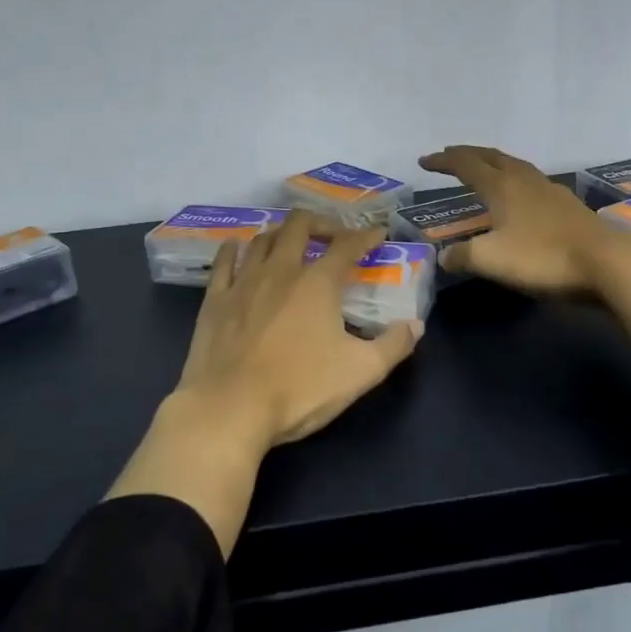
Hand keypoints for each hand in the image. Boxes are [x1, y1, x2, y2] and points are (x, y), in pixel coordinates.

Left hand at [176, 210, 423, 447]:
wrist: (230, 409)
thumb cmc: (299, 389)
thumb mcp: (360, 372)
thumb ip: (393, 346)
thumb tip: (415, 325)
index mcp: (317, 283)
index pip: (347, 246)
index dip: (365, 236)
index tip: (377, 233)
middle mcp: (281, 270)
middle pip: (299, 226)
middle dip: (320, 222)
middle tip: (332, 234)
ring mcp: (243, 282)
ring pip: (262, 239)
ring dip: (281, 233)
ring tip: (291, 241)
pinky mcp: (215, 300)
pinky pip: (224, 261)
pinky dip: (233, 248)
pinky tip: (237, 246)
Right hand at [419, 145, 613, 294]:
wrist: (607, 263)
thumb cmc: (542, 256)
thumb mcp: (491, 260)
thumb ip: (462, 255)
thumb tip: (444, 257)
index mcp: (501, 186)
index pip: (465, 164)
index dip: (443, 161)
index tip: (424, 161)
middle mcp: (523, 179)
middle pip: (491, 156)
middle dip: (467, 154)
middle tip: (449, 156)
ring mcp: (549, 189)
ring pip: (514, 165)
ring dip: (492, 163)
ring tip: (482, 169)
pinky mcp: (567, 205)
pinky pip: (531, 181)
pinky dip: (514, 179)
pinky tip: (520, 196)